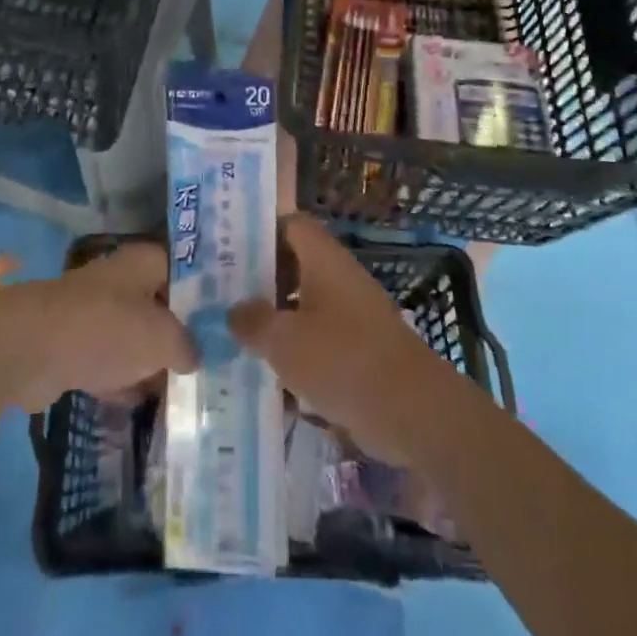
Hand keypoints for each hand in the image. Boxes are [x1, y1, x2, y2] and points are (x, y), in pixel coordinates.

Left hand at [0, 240, 197, 412]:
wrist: (30, 348)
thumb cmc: (105, 329)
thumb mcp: (162, 338)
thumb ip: (187, 345)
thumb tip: (194, 355)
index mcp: (145, 262)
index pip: (187, 270)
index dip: (208, 295)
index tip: (230, 324)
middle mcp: (121, 280)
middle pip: (161, 306)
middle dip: (182, 334)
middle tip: (214, 363)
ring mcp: (95, 312)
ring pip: (135, 336)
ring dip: (153, 361)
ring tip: (187, 391)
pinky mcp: (74, 345)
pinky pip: (110, 362)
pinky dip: (124, 380)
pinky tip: (145, 405)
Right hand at [229, 216, 454, 461]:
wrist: (411, 411)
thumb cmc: (341, 358)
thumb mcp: (283, 340)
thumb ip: (253, 321)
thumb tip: (234, 310)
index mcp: (324, 259)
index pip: (292, 225)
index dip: (262, 231)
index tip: (230, 249)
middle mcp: (340, 278)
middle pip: (296, 265)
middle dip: (262, 280)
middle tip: (224, 295)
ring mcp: (354, 314)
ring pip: (307, 305)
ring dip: (278, 319)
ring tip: (238, 336)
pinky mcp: (362, 350)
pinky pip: (321, 340)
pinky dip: (298, 352)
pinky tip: (270, 376)